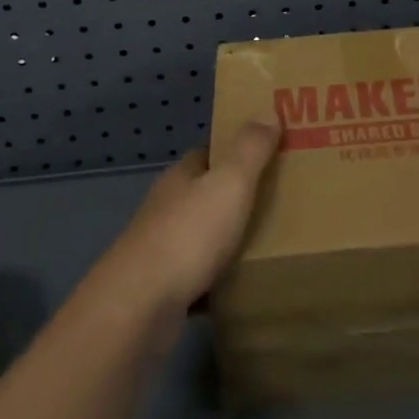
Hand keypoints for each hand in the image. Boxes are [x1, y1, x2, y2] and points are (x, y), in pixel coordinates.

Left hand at [86, 121, 279, 324]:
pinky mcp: (162, 290)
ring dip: (229, 239)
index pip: (209, 153)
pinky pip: (199, 277)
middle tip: (280, 200)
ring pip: (202, 236)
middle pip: (206, 193)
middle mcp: (167, 207)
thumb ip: (250, 149)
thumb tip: (269, 109)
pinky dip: (219, 280)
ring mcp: (161, 250)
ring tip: (271, 243)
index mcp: (181, 177)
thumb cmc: (188, 235)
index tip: (271, 153)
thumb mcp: (229, 183)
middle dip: (237, 196)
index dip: (237, 150)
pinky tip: (242, 287)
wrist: (138, 308)